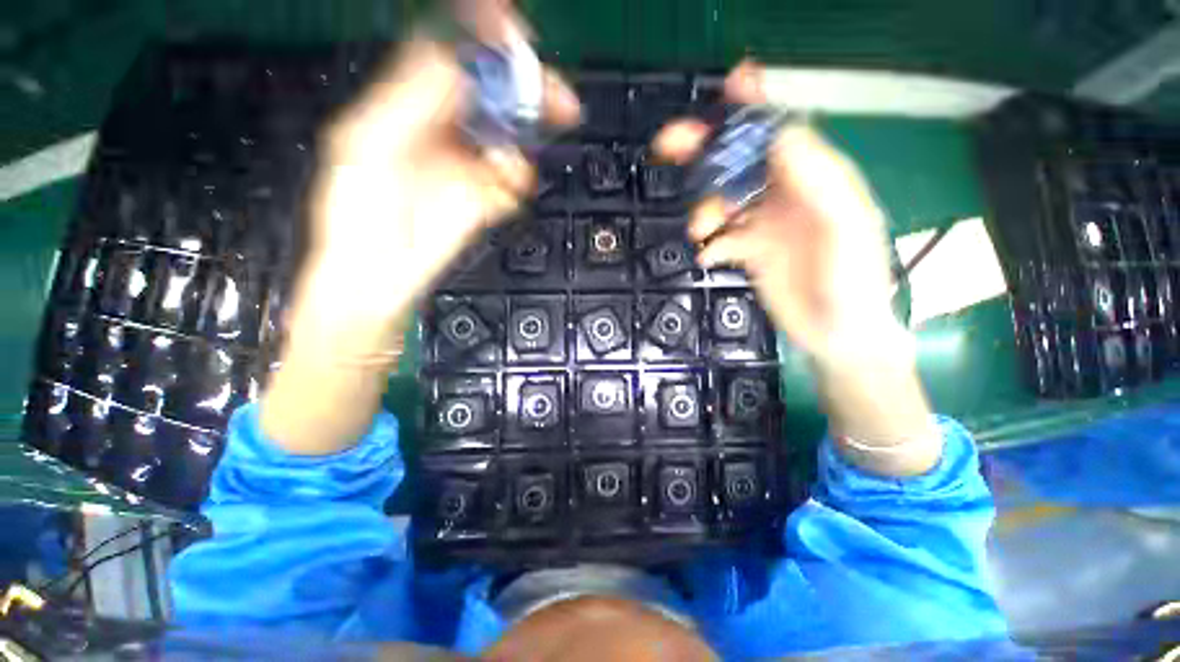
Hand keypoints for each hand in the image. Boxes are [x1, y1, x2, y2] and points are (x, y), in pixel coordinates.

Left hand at [262, 7, 579, 454]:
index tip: (517, 39)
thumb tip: (457, 65)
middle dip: (525, 95)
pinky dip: (516, 182)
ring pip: (509, 140)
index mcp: (406, 107)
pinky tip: (507, 190)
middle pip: (493, 99)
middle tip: (557, 100)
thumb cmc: (358, 214)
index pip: (451, 59)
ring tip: (515, 164)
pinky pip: (511, 181)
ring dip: (522, 145)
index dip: (485, 44)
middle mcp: (442, 131)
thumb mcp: (368, 145)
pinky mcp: (484, 201)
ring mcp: (466, 167)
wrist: (378, 279)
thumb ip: (410, 100)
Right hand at [656, 61, 894, 361]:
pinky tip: (709, 255)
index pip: (781, 131)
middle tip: (671, 143)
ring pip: (722, 200)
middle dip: (706, 150)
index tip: (729, 84)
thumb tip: (781, 136)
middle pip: (740, 162)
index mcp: (815, 180)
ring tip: (701, 229)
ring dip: (704, 208)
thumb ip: (818, 181)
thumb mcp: (846, 227)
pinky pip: (721, 238)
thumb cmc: (852, 282)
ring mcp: (765, 224)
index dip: (756, 106)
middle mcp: (787, 196)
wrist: (836, 333)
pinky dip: (709, 243)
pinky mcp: (750, 251)